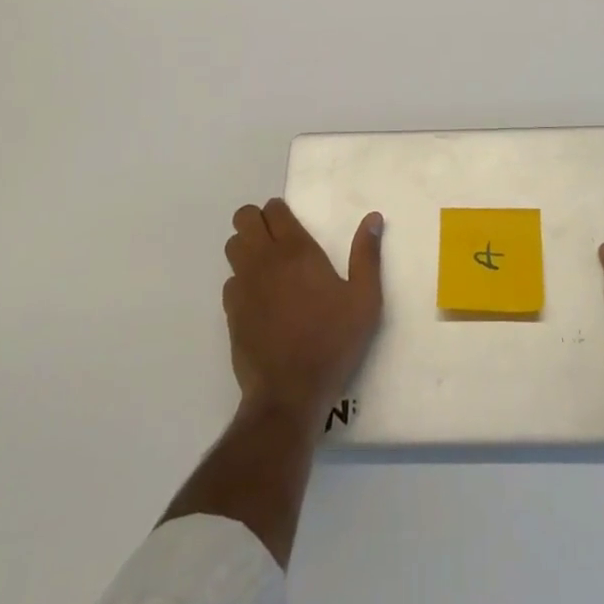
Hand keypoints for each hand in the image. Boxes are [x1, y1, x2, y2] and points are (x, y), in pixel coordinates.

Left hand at [224, 198, 383, 428]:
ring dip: (246, 246)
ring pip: (232, 247)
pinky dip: (242, 280)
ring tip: (268, 264)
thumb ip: (367, 255)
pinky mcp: (231, 312)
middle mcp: (264, 261)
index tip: (292, 222)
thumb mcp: (364, 300)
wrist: (289, 393)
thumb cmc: (332, 341)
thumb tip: (373, 218)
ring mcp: (243, 286)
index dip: (280, 210)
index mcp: (296, 251)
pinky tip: (260, 297)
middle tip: (277, 237)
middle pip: (244, 219)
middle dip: (256, 220)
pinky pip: (230, 281)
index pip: (273, 210)